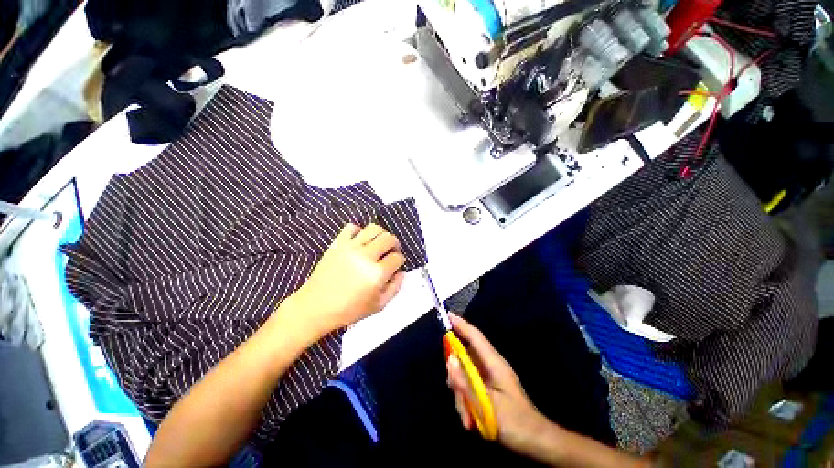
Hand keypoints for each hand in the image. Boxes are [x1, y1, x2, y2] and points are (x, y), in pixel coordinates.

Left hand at [281, 223, 405, 336]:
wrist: (316, 307)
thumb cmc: (349, 310)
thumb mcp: (378, 306)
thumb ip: (395, 288)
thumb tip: (401, 271)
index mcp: (377, 274)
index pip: (397, 257)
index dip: (400, 260)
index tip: (397, 264)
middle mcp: (366, 256)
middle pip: (389, 238)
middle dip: (395, 244)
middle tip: (392, 251)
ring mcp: (350, 247)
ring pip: (374, 228)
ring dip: (381, 234)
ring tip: (379, 243)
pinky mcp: (337, 244)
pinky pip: (351, 227)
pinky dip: (359, 231)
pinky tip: (360, 241)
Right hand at [446, 314, 551, 454]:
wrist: (536, 443)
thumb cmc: (515, 422)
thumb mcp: (487, 404)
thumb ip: (466, 383)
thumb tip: (449, 360)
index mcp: (494, 363)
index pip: (475, 337)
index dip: (461, 324)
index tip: (446, 315)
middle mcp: (490, 366)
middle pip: (465, 355)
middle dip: (456, 371)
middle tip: (455, 388)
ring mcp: (488, 378)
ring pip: (464, 374)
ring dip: (461, 393)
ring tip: (467, 414)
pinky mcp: (486, 390)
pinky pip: (469, 387)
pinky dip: (466, 401)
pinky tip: (470, 419)